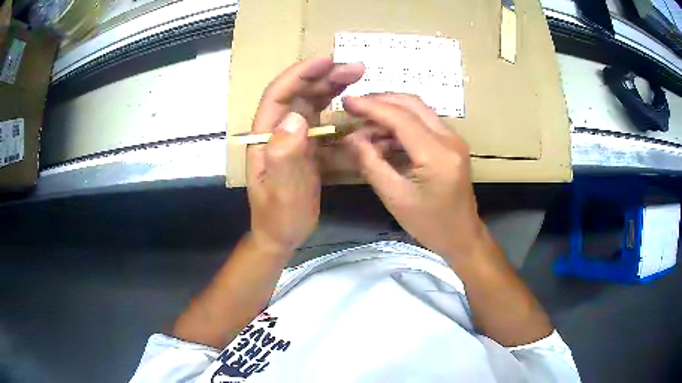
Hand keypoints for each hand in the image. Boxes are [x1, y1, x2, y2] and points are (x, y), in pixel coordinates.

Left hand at [248, 57, 364, 254]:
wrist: (281, 234)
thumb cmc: (279, 216)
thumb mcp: (283, 191)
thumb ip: (284, 156)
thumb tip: (296, 117)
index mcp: (265, 136)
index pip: (279, 95)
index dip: (301, 74)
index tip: (328, 61)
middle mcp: (277, 130)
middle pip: (298, 93)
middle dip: (324, 76)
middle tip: (355, 68)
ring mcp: (292, 136)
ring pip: (311, 102)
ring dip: (332, 87)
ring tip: (357, 77)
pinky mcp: (306, 145)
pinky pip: (322, 120)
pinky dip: (337, 108)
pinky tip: (354, 104)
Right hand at [344, 94, 485, 259]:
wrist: (462, 236)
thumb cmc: (429, 224)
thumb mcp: (395, 198)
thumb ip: (371, 164)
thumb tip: (352, 138)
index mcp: (437, 155)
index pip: (401, 118)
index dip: (371, 107)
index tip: (346, 102)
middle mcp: (450, 139)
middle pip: (412, 104)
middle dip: (381, 100)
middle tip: (354, 108)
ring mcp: (454, 139)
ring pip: (419, 110)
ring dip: (391, 112)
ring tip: (364, 126)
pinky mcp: (452, 144)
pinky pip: (424, 123)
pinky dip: (402, 124)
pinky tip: (383, 137)